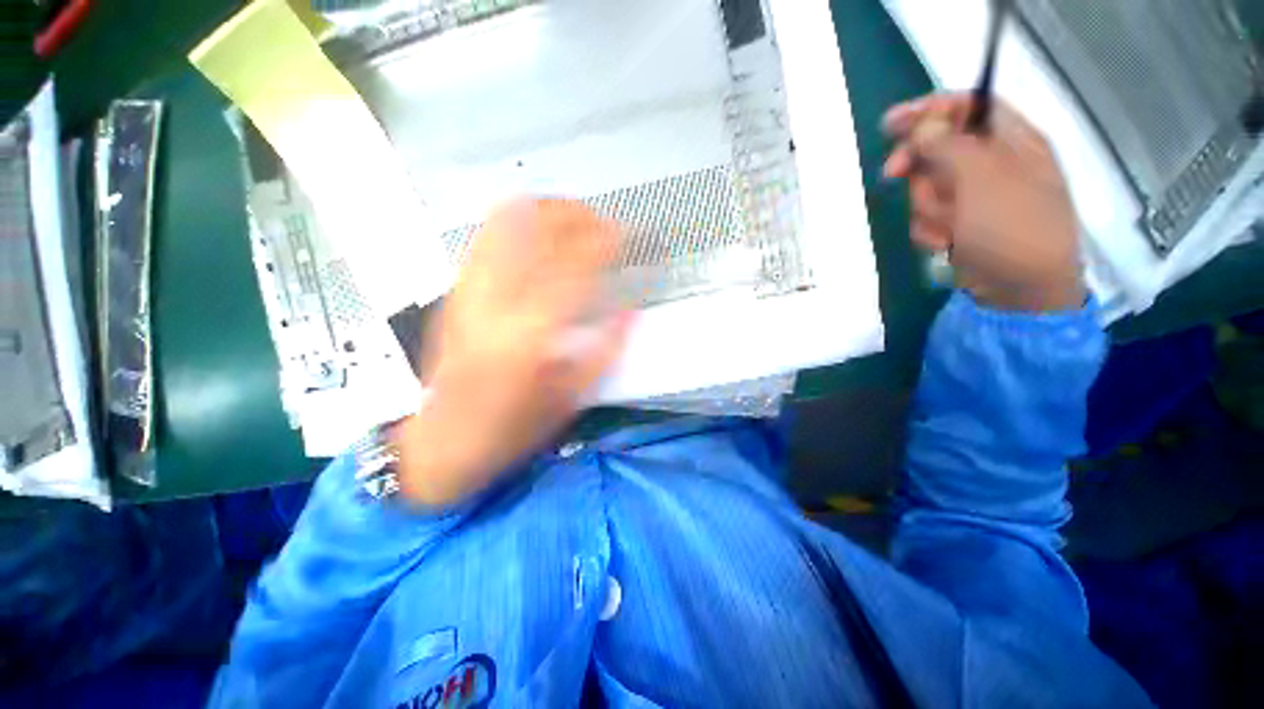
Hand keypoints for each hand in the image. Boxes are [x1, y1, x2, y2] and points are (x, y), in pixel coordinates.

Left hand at [393, 199, 631, 505]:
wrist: (440, 441)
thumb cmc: (510, 429)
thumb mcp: (569, 399)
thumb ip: (605, 351)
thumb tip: (631, 311)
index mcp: (532, 335)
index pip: (576, 267)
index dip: (605, 242)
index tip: (625, 233)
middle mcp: (498, 304)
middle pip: (538, 232)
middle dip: (575, 216)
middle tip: (600, 221)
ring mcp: (470, 293)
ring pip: (505, 225)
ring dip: (543, 210)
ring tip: (569, 215)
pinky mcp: (455, 293)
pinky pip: (482, 240)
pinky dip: (511, 222)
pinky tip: (531, 225)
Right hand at [882, 93, 1085, 312]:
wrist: (1022, 291)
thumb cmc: (1013, 229)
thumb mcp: (984, 179)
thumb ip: (950, 145)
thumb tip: (921, 124)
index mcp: (1011, 141)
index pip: (968, 106)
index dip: (930, 109)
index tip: (891, 123)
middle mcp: (993, 164)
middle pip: (939, 148)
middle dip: (918, 166)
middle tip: (893, 175)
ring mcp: (975, 197)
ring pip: (928, 187)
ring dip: (927, 207)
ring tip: (947, 226)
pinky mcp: (960, 224)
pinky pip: (929, 216)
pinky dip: (931, 229)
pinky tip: (946, 242)